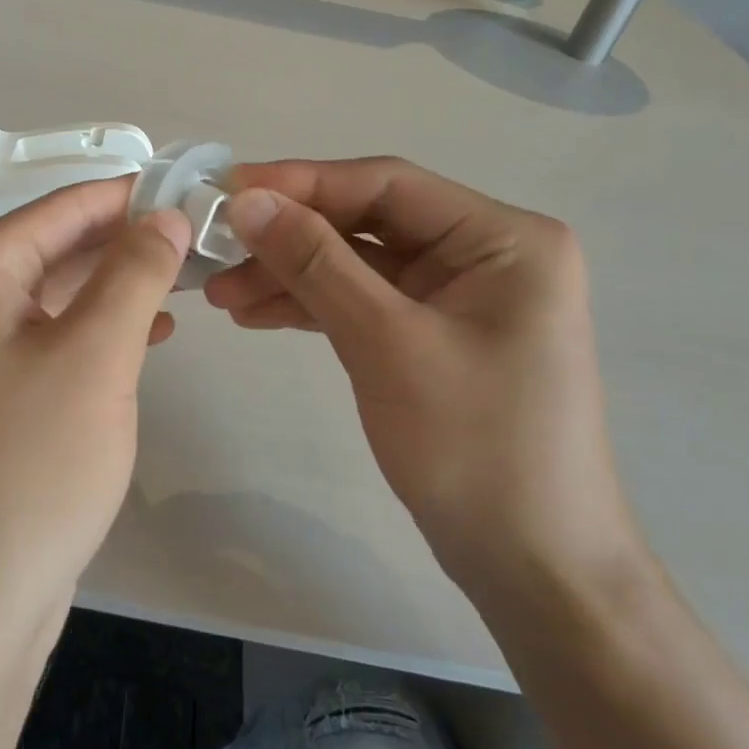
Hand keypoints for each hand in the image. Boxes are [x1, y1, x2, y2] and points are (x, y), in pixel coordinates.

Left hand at [0, 177, 190, 636]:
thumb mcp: (95, 357)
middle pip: (56, 245)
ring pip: (56, 292)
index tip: (198, 192)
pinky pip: (48, 336)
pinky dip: (96, 329)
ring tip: (187, 280)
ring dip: (118, 285)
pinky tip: (149, 334)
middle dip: (129, 241)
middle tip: (204, 239)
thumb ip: (134, 273)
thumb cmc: (30, 468)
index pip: (63, 207)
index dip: (133, 195)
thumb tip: (165, 214)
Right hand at [204, 158, 643, 601]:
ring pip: (358, 264)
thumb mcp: (387, 344)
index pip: (387, 184)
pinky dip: (313, 307)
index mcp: (502, 239)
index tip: (227, 191)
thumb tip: (247, 200)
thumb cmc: (476, 447)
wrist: (533, 566)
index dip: (302, 182)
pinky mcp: (434, 335)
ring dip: (291, 275)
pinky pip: (364, 303)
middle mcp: (484, 254)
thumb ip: (316, 264)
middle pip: (368, 222)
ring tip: (222, 295)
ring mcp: (459, 297)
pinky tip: (258, 314)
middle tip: (215, 251)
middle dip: (290, 238)